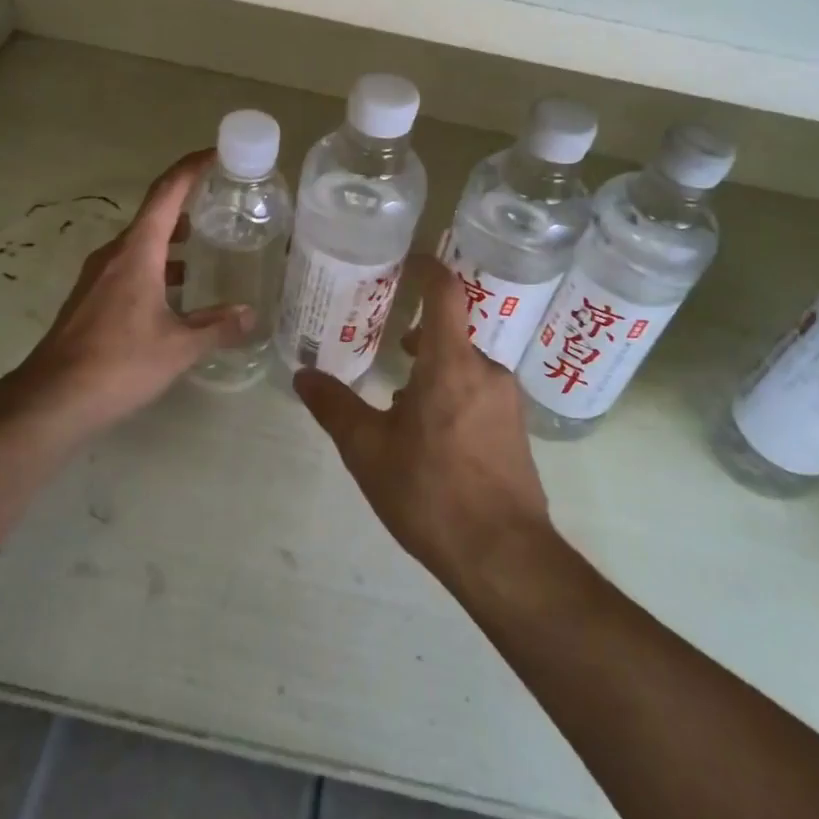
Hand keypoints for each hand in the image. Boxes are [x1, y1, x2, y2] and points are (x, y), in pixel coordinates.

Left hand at [7, 150, 251, 440]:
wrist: (50, 400)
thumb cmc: (117, 364)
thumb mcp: (177, 347)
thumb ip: (216, 327)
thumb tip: (250, 315)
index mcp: (137, 252)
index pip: (166, 193)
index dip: (191, 168)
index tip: (216, 154)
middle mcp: (115, 254)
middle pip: (154, 214)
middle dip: (188, 203)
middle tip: (224, 203)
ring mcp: (99, 276)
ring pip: (142, 242)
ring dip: (172, 237)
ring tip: (208, 243)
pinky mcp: (91, 298)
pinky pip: (131, 265)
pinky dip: (158, 263)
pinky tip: (177, 290)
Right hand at [293, 256, 552, 590]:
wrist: (504, 557)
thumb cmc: (431, 492)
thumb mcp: (368, 451)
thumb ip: (334, 407)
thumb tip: (302, 375)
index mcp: (451, 363)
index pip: (446, 292)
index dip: (428, 269)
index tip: (408, 261)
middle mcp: (487, 370)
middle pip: (452, 334)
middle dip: (421, 338)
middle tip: (389, 348)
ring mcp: (508, 401)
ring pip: (465, 368)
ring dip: (435, 374)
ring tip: (402, 407)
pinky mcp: (517, 430)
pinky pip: (481, 395)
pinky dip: (454, 397)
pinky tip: (433, 441)